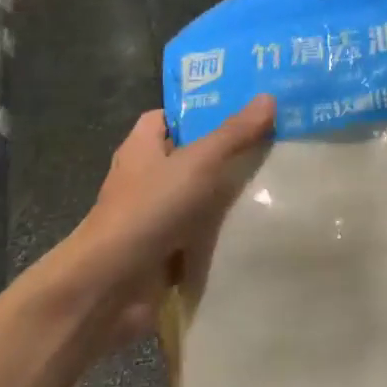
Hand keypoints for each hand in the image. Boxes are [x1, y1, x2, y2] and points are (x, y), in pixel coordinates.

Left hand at [49, 97, 275, 341]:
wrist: (109, 289)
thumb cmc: (148, 210)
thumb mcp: (197, 162)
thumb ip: (233, 133)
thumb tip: (269, 96)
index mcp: (141, 148)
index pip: (169, 117)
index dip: (200, 111)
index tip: (241, 109)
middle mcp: (145, 179)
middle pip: (190, 157)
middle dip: (226, 153)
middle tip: (273, 143)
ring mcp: (154, 218)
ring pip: (199, 198)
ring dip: (228, 197)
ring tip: (278, 182)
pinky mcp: (165, 253)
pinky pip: (201, 236)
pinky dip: (224, 234)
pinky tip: (260, 225)